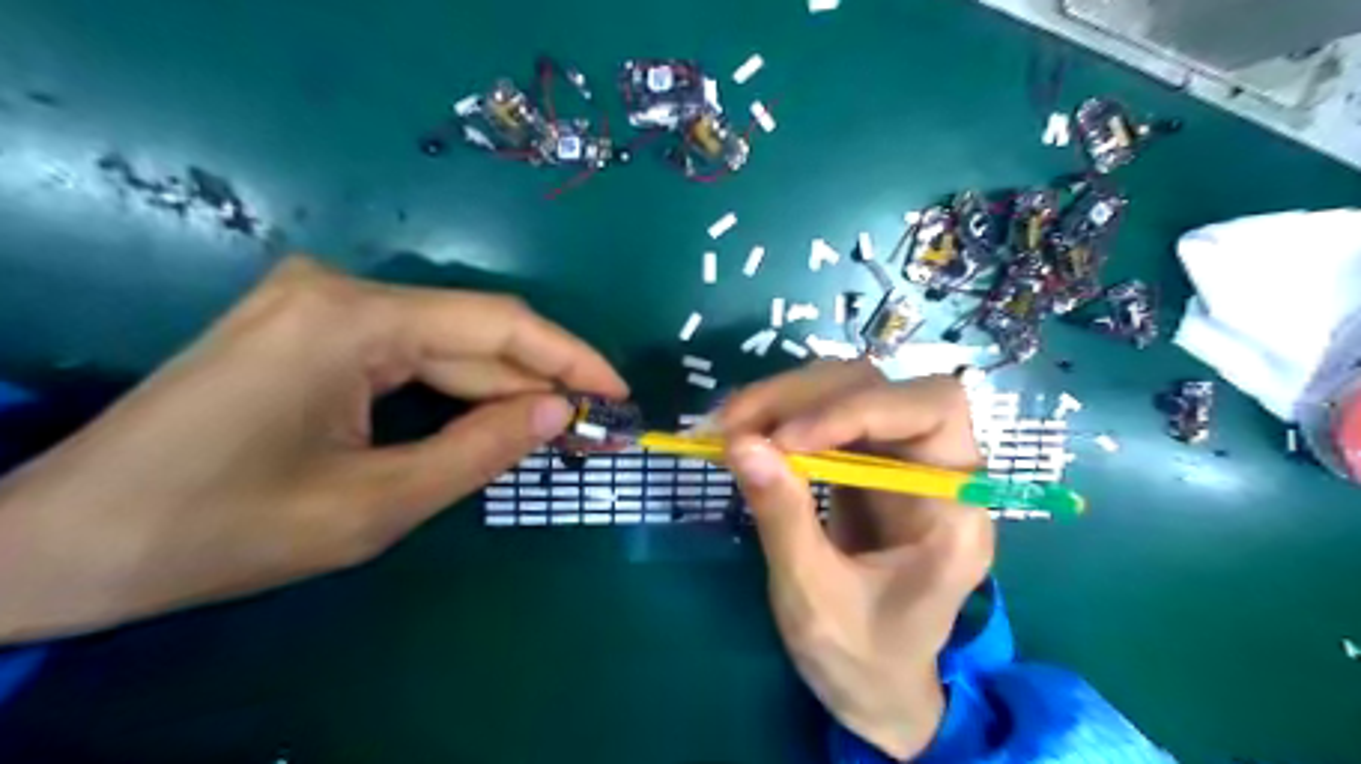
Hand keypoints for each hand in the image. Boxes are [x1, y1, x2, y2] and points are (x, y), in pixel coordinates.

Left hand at [0, 256, 626, 644]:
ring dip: (502, 389)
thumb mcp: (374, 506)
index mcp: (350, 321)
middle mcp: (339, 290)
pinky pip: (409, 355)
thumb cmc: (222, 530)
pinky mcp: (309, 326)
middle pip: (472, 334)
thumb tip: (561, 413)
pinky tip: (495, 418)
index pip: (496, 326)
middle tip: (597, 426)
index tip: (620, 392)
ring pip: (444, 345)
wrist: (68, 541)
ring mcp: (320, 303)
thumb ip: (480, 452)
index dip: (570, 358)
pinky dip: (458, 390)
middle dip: (540, 382)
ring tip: (560, 429)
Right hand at [715, 360, 996, 757]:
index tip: (785, 439)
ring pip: (847, 390)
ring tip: (729, 426)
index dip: (858, 409)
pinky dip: (780, 417)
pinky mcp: (865, 464)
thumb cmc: (861, 658)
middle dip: (803, 396)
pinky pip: (824, 416)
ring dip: (784, 399)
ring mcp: (898, 461)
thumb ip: (783, 518)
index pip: (931, 411)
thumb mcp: (814, 598)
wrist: (875, 686)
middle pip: (881, 388)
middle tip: (733, 424)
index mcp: (955, 510)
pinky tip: (745, 434)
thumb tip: (740, 443)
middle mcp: (936, 469)